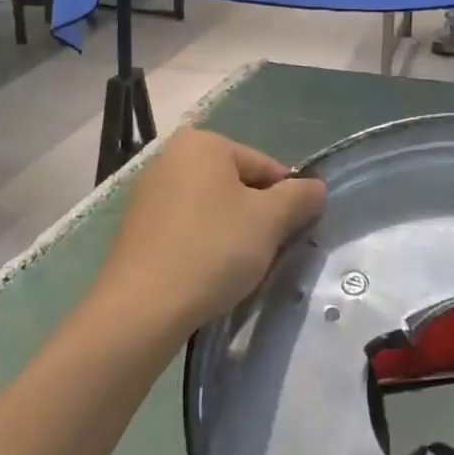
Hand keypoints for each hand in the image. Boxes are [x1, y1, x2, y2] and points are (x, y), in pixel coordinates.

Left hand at [91, 130, 326, 341]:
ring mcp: (149, 194)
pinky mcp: (137, 230)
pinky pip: (187, 230)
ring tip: (235, 270)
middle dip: (257, 218)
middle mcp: (171, 158)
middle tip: (264, 254)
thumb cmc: (212, 250)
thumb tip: (316, 188)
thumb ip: (302, 196)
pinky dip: (204, 247)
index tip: (288, 236)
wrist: (140, 311)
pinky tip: (207, 276)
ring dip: (232, 235)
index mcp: (203, 143)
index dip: (286, 202)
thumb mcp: (271, 220)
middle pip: (238, 186)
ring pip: (213, 210)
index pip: (266, 167)